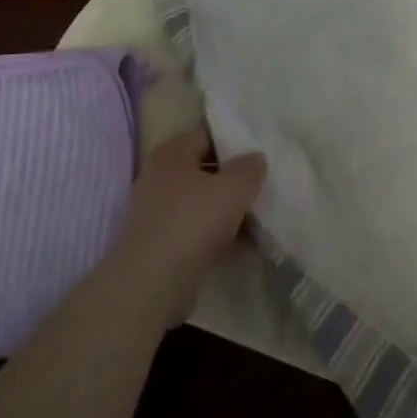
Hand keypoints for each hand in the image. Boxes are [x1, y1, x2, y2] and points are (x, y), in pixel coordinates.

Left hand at [114, 128, 265, 323]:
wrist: (153, 282)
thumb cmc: (194, 220)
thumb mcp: (234, 187)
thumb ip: (250, 168)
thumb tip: (255, 158)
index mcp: (171, 154)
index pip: (206, 135)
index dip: (234, 141)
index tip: (259, 152)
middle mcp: (159, 179)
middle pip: (204, 171)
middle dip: (233, 180)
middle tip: (263, 185)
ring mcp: (158, 214)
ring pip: (202, 205)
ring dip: (229, 212)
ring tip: (262, 218)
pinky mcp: (162, 246)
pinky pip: (198, 233)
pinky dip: (220, 237)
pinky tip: (248, 246)